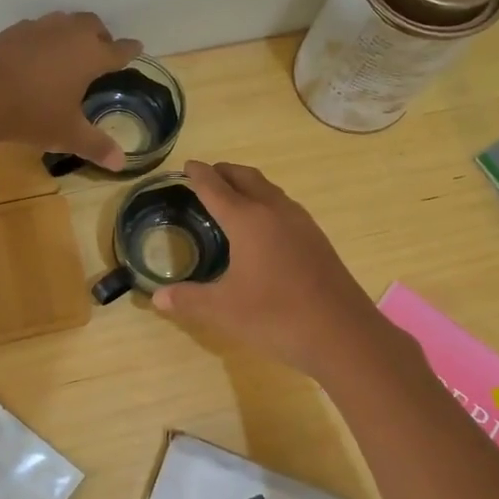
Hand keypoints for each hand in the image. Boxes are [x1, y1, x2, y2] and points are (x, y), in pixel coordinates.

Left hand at [0, 12, 142, 167]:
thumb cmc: (31, 111)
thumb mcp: (66, 134)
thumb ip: (95, 145)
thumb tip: (120, 164)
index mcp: (90, 55)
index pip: (118, 50)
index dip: (130, 50)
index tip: (137, 48)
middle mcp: (68, 34)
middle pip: (93, 25)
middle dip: (102, 36)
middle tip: (103, 51)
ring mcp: (38, 29)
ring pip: (64, 22)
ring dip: (72, 33)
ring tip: (70, 52)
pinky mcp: (11, 32)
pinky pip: (38, 30)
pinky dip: (45, 40)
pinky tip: (36, 57)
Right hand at [152, 161, 395, 380]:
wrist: (342, 333)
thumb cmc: (276, 316)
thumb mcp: (223, 310)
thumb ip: (188, 299)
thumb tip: (157, 298)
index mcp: (248, 220)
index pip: (216, 187)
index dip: (199, 175)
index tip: (187, 165)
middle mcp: (275, 211)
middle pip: (246, 178)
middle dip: (224, 172)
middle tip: (207, 175)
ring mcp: (301, 223)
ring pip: (270, 190)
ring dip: (248, 185)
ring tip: (233, 195)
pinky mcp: (317, 239)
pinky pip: (285, 206)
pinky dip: (266, 202)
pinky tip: (265, 225)